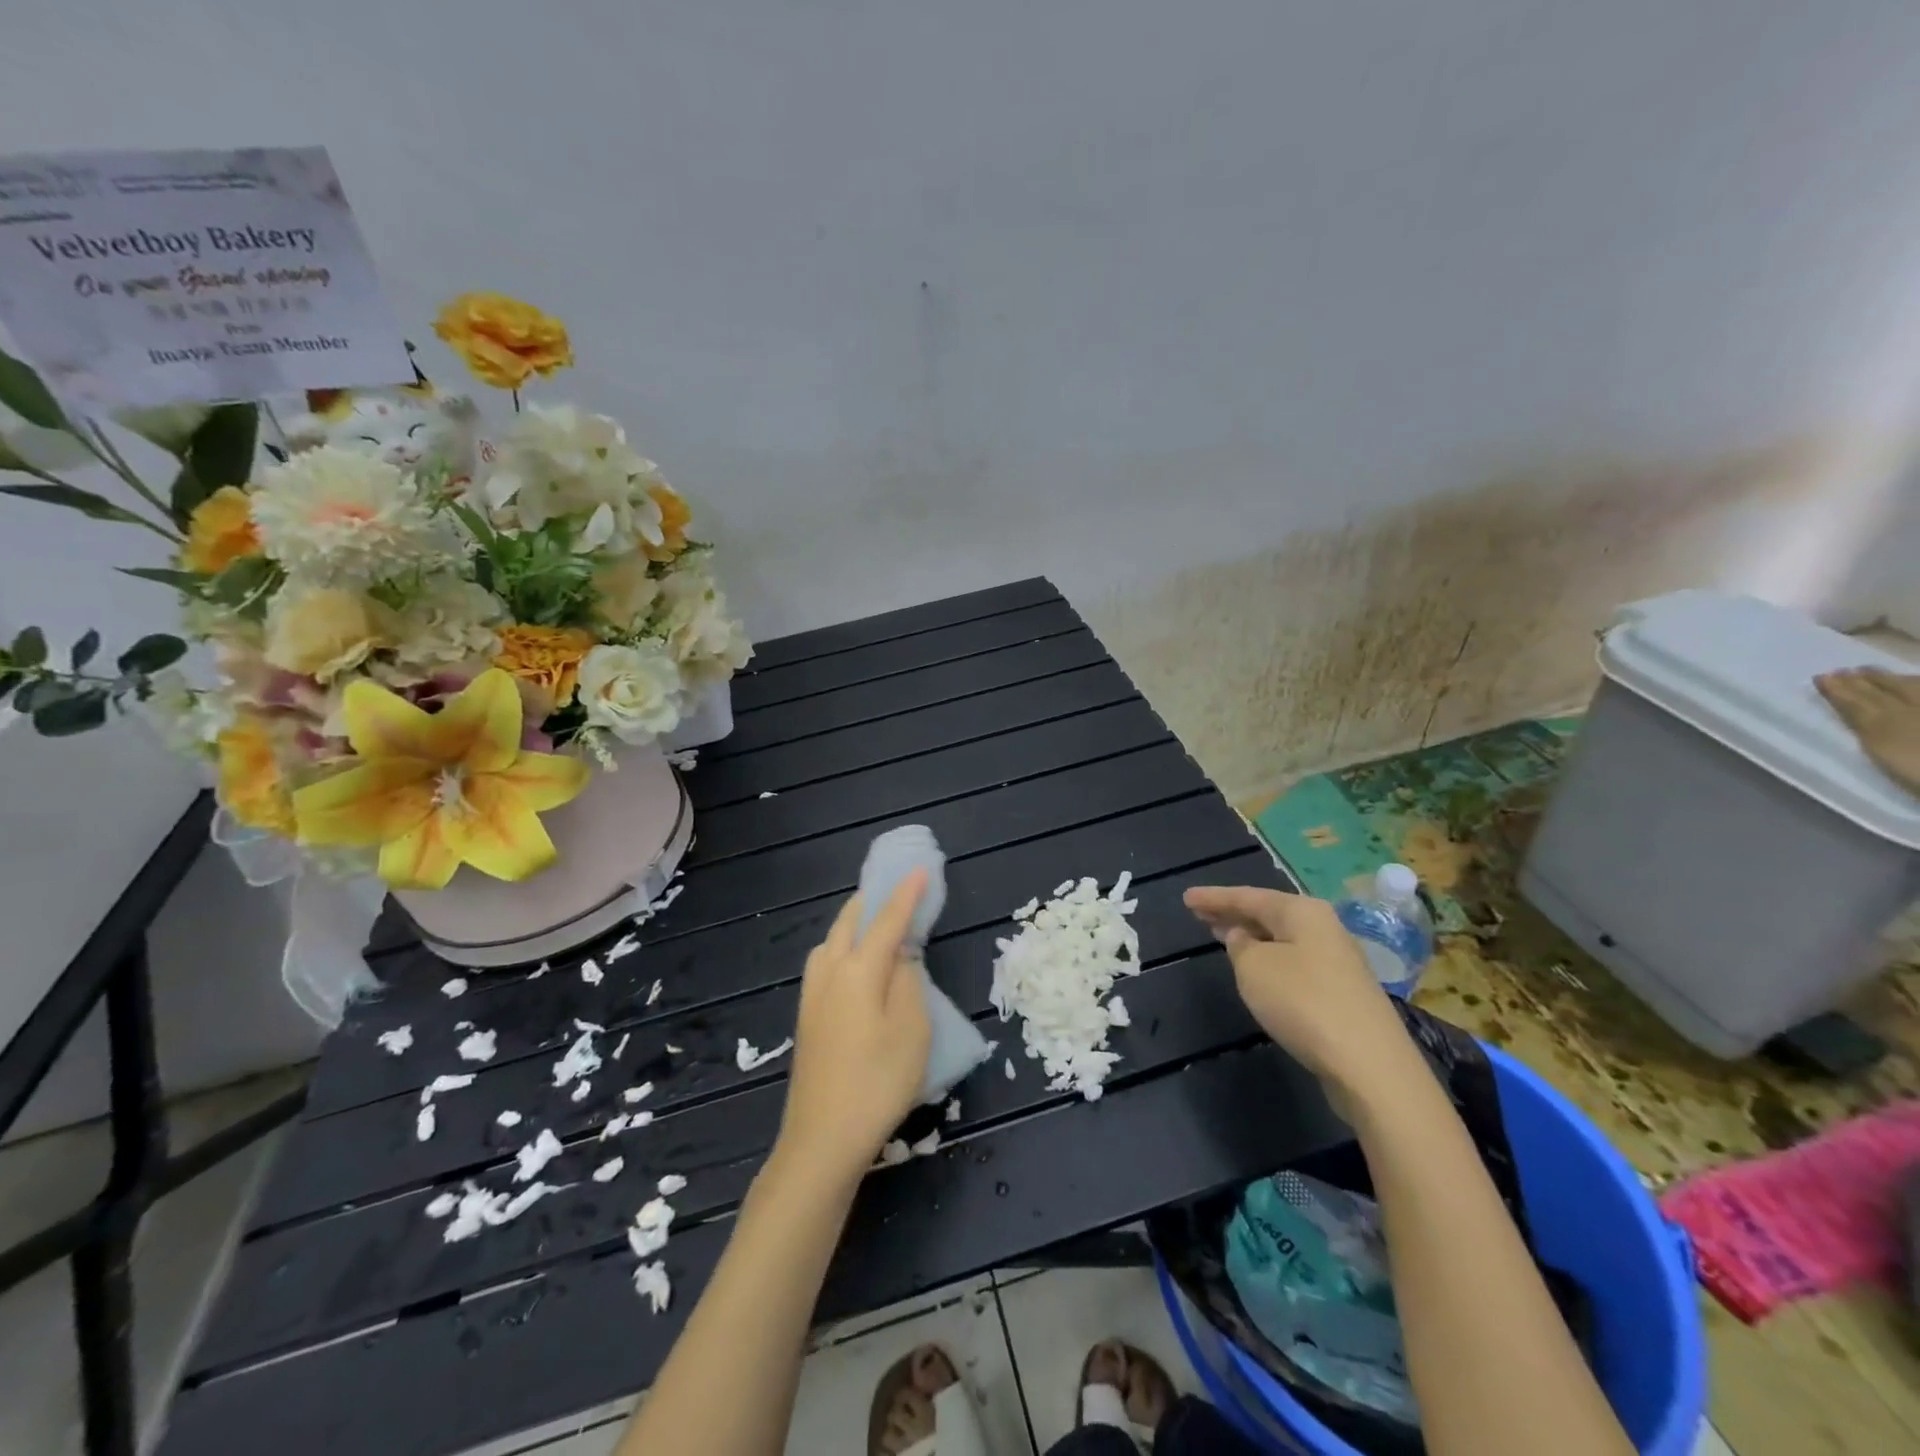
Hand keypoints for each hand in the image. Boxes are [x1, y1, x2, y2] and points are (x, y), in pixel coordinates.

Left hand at [775, 872, 931, 1187]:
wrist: (822, 1140)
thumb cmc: (877, 1082)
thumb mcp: (911, 1029)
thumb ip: (908, 980)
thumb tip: (902, 953)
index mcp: (857, 969)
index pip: (886, 919)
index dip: (906, 893)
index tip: (921, 868)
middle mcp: (829, 972)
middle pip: (849, 921)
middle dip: (873, 900)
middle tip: (898, 889)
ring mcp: (812, 995)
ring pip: (831, 940)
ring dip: (854, 922)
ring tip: (878, 922)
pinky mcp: (807, 1017)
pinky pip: (825, 961)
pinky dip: (843, 945)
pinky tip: (855, 963)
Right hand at [1184, 886, 1425, 1113]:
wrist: (1369, 1064)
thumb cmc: (1303, 1002)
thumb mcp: (1254, 968)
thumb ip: (1240, 946)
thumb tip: (1243, 938)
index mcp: (1302, 912)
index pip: (1248, 896)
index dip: (1214, 897)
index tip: (1185, 897)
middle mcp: (1324, 927)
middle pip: (1269, 914)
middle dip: (1234, 913)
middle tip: (1199, 913)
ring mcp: (1338, 960)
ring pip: (1283, 938)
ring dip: (1251, 936)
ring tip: (1221, 935)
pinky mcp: (1343, 992)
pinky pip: (1295, 961)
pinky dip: (1270, 957)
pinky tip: (1257, 968)